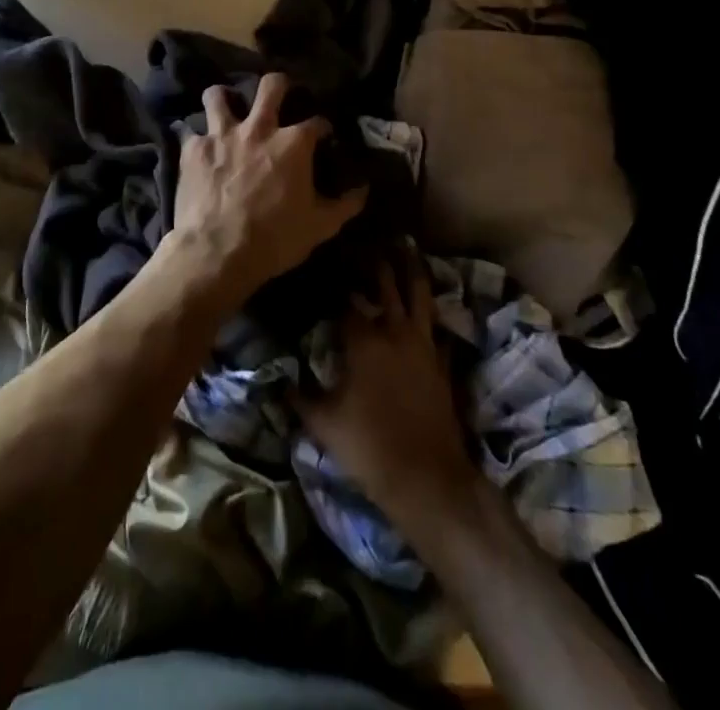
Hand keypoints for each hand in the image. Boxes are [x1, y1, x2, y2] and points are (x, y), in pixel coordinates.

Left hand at [168, 73, 368, 304]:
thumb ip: (345, 204)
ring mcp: (222, 135)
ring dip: (223, 98)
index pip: (317, 121)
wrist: (217, 253)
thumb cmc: (275, 239)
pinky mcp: (193, 149)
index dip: (323, 127)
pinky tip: (197, 146)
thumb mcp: (320, 227)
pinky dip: (195, 137)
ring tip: (225, 106)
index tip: (324, 135)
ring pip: (218, 95)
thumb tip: (364, 189)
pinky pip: (190, 131)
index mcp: (293, 143)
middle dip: (278, 85)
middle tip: (278, 95)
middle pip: (271, 86)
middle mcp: (258, 128)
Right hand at [296, 258, 476, 527]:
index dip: (330, 279)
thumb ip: (299, 395)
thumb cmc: (370, 449)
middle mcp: (394, 330)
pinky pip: (436, 324)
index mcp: (363, 339)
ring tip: (404, 244)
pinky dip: (429, 308)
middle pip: (384, 282)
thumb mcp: (323, 423)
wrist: (429, 480)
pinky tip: (425, 301)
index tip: (320, 261)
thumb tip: (278, 378)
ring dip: (409, 268)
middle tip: (361, 239)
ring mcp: (423, 343)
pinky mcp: (441, 360)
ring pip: (418, 293)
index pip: (342, 298)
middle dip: (372, 259)